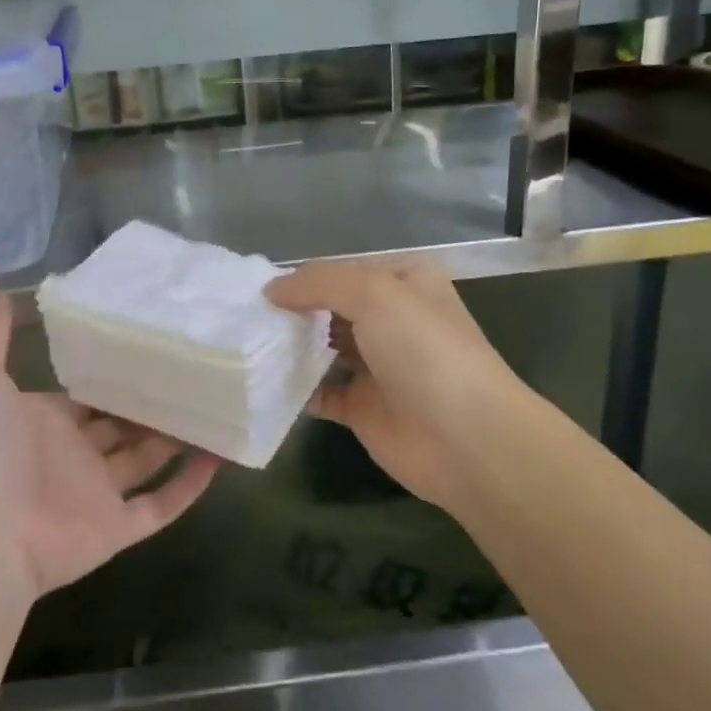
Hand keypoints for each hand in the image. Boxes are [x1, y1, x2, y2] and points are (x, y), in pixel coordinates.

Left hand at [0, 295, 219, 599]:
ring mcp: (96, 495)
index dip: (115, 376)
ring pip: (148, 461)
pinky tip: (220, 456)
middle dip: (152, 403)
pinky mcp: (117, 529)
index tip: (151, 348)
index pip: (88, 396)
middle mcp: (74, 456)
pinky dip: (190, 486)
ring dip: (178, 438)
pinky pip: (161, 506)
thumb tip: (6, 295)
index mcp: (45, 423)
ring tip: (216, 405)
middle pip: (123, 426)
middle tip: (193, 371)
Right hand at [267, 258, 528, 508]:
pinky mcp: (364, 407)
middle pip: (330, 308)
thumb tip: (271, 288)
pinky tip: (264, 381)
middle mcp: (391, 320)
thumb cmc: (425, 351)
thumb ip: (319, 282)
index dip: (303, 276)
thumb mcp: (374, 293)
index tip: (256, 286)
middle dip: (293, 311)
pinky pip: (320, 391)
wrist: (467, 440)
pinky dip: (295, 388)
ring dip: (290, 347)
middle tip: (244, 316)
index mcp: (404, 283)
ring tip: (246, 344)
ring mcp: (377, 365)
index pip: (343, 270)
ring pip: (323, 348)